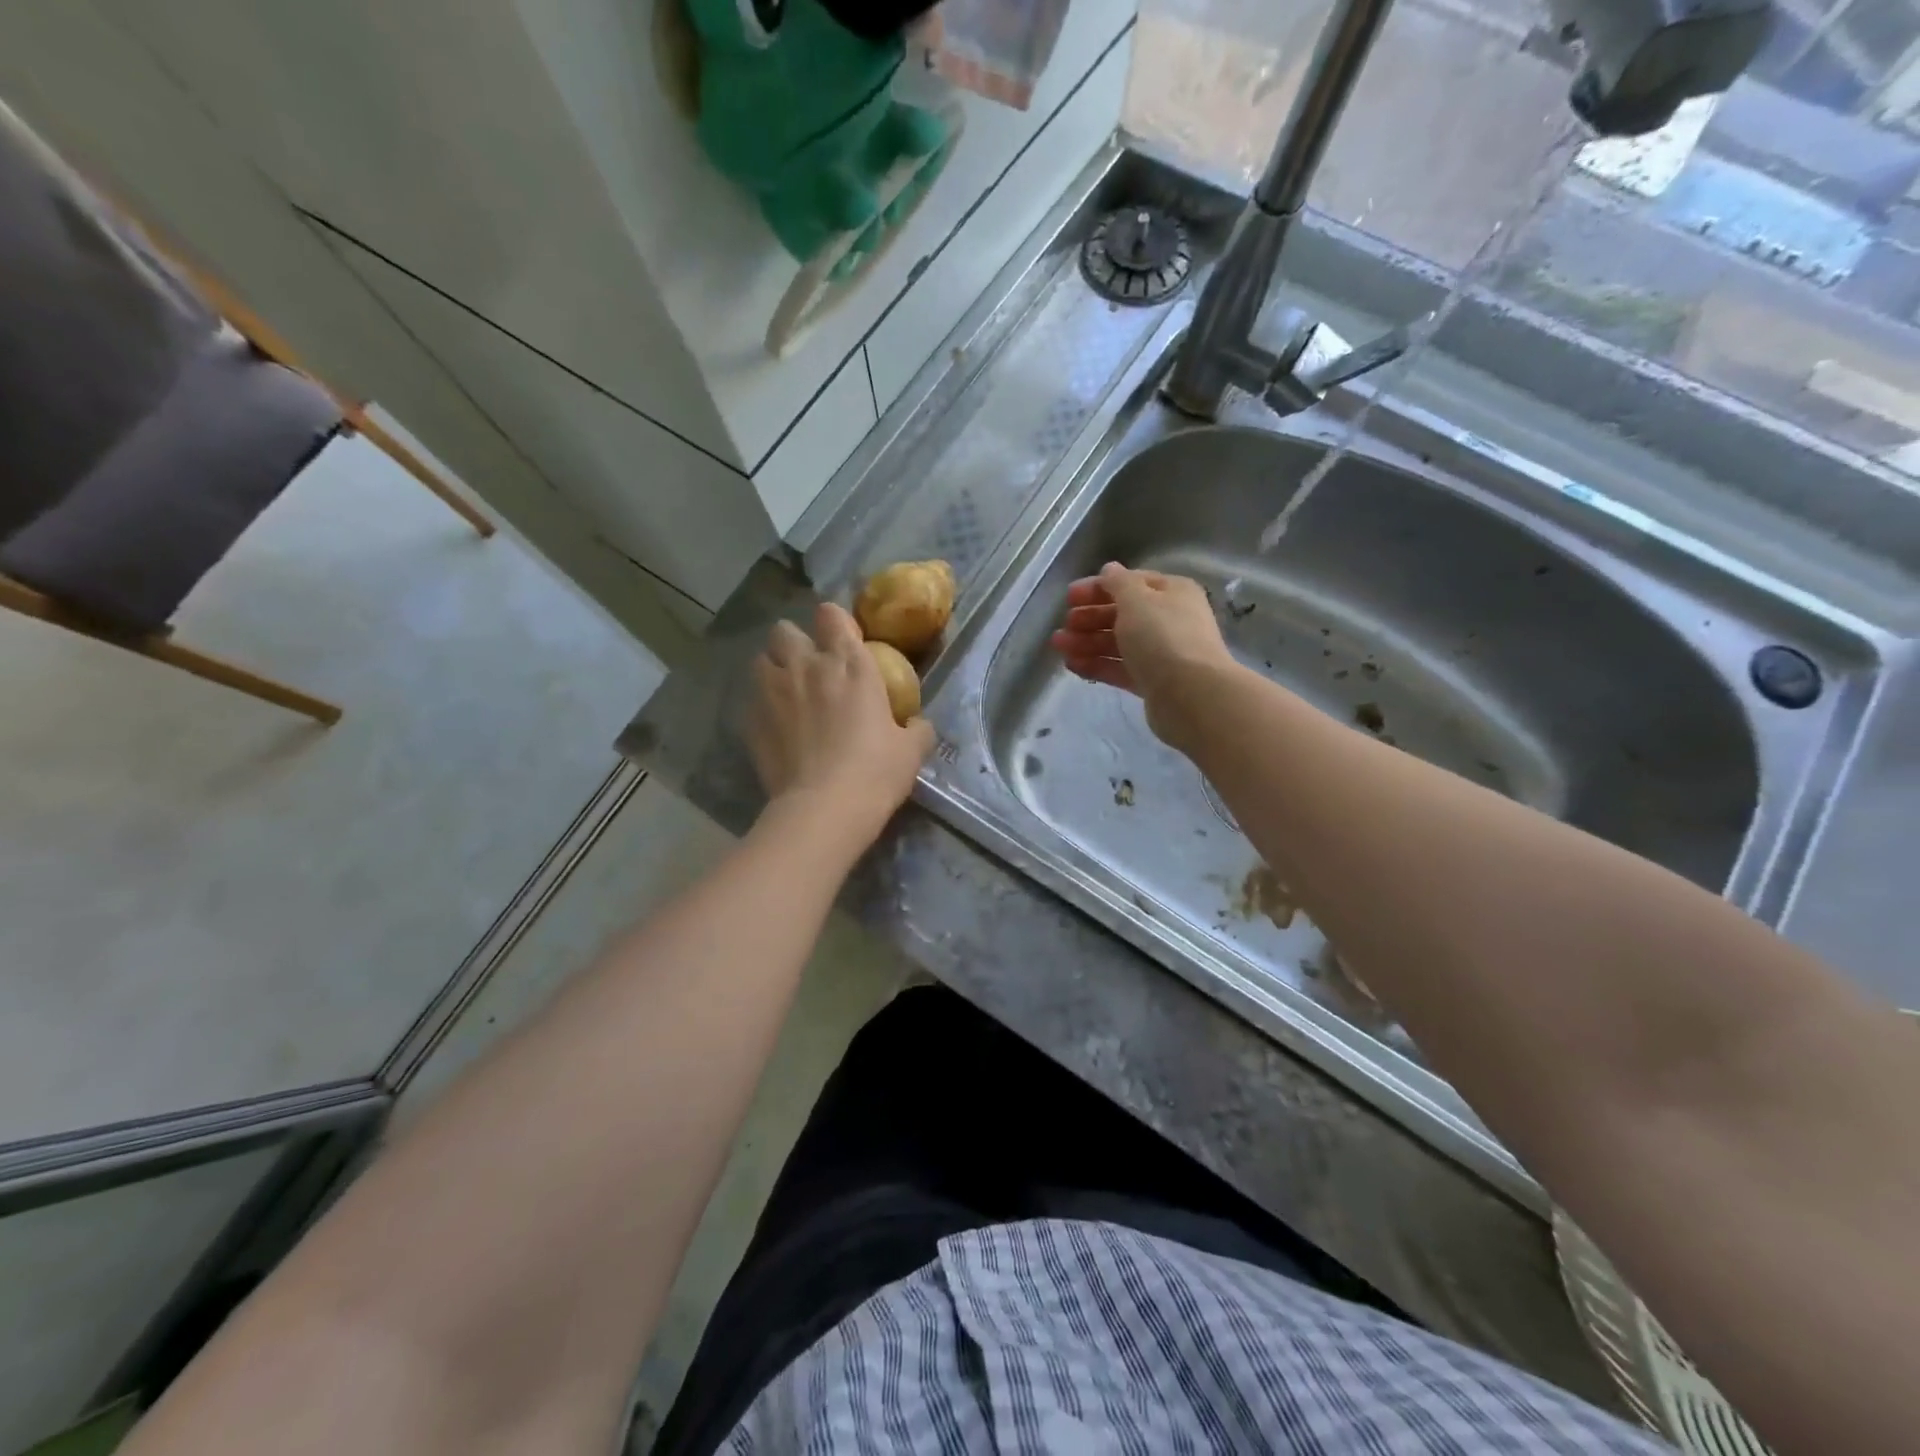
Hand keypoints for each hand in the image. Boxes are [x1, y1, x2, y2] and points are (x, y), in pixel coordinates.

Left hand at [747, 602, 934, 846]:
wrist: (824, 808)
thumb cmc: (875, 772)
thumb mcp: (911, 751)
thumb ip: (916, 729)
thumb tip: (918, 725)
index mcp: (850, 664)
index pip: (832, 615)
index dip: (835, 623)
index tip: (842, 641)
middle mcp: (807, 666)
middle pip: (785, 630)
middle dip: (794, 642)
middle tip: (808, 666)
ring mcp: (773, 691)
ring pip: (761, 659)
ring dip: (773, 669)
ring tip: (784, 692)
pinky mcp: (751, 720)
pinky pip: (751, 700)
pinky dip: (761, 706)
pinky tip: (774, 727)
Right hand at [1048, 562, 1235, 746]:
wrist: (1190, 695)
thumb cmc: (1162, 637)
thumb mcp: (1136, 600)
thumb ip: (1118, 583)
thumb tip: (1110, 569)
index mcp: (1172, 592)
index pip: (1131, 583)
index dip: (1099, 587)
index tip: (1069, 597)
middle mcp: (1169, 620)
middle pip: (1123, 614)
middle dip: (1090, 618)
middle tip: (1064, 625)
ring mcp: (1162, 653)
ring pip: (1119, 643)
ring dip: (1087, 642)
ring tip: (1058, 647)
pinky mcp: (1153, 682)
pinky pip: (1120, 668)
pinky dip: (1097, 665)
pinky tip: (1072, 665)